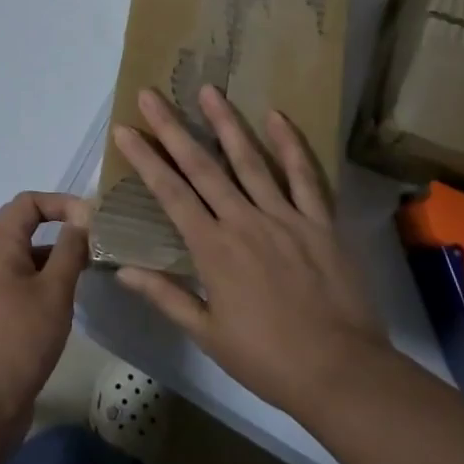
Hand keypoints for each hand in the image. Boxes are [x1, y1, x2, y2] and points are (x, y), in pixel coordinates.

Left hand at [0, 192, 88, 431]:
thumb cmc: (19, 340)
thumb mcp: (53, 292)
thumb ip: (69, 251)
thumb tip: (83, 216)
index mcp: (3, 251)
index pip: (25, 204)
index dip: (57, 201)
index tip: (88, 218)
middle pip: (26, 229)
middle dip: (61, 226)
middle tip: (95, 240)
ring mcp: (0, 294)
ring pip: (32, 259)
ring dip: (60, 256)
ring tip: (93, 269)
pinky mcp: (7, 320)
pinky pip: (32, 286)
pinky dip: (54, 283)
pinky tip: (75, 301)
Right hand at [111, 87, 391, 417]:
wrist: (340, 372)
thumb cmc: (267, 359)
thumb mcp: (208, 334)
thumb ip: (166, 296)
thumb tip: (122, 269)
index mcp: (213, 249)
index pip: (170, 193)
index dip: (146, 159)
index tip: (125, 130)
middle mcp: (244, 221)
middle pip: (202, 166)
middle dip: (173, 128)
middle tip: (152, 95)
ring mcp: (284, 216)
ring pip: (249, 160)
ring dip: (226, 123)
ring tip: (208, 90)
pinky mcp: (319, 221)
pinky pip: (304, 176)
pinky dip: (290, 145)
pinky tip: (277, 116)